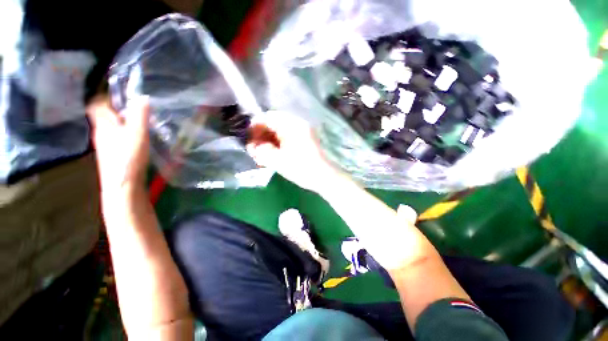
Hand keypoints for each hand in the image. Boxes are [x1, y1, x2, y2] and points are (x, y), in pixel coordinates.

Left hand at [87, 95, 149, 193]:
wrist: (123, 185)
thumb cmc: (128, 156)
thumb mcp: (137, 133)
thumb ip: (140, 115)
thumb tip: (142, 97)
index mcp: (103, 124)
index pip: (97, 104)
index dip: (107, 97)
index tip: (124, 96)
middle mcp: (100, 132)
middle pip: (105, 115)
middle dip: (120, 110)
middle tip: (138, 110)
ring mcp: (105, 144)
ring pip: (112, 127)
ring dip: (125, 123)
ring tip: (142, 124)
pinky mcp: (113, 154)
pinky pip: (117, 137)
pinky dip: (126, 134)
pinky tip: (139, 140)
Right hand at [246, 111, 339, 192]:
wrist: (323, 177)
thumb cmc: (301, 168)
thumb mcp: (277, 160)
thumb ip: (260, 151)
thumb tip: (251, 145)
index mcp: (291, 124)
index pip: (267, 118)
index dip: (255, 128)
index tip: (248, 140)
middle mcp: (297, 124)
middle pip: (273, 124)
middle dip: (261, 136)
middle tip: (254, 150)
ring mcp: (302, 132)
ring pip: (279, 132)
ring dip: (269, 142)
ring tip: (262, 155)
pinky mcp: (304, 140)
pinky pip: (286, 138)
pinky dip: (277, 145)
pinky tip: (273, 155)